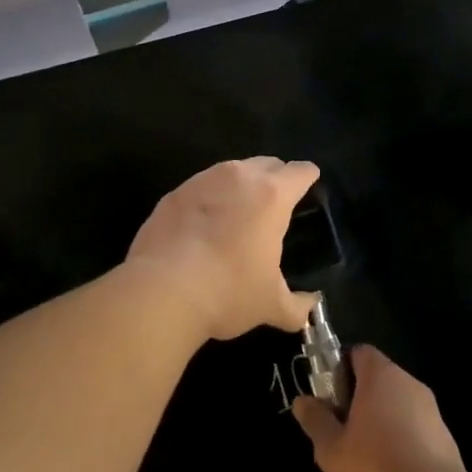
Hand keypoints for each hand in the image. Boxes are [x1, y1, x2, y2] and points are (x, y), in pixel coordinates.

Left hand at [125, 157, 321, 342]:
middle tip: (275, 204)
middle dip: (275, 178)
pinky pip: (200, 188)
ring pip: (231, 172)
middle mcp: (238, 177)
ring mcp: (201, 181)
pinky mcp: (173, 194)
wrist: (161, 290)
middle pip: (266, 163)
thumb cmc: (228, 292)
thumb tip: (309, 308)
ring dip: (240, 186)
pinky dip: (209, 200)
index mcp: (271, 195)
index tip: (309, 185)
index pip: (300, 172)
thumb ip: (297, 306)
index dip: (308, 177)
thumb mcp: (270, 305)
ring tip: (239, 214)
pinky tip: (204, 225)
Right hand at [294, 346, 471, 471]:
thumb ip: (316, 421)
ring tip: (362, 467)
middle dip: (356, 404)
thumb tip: (303, 401)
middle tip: (339, 437)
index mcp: (382, 377)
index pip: (359, 353)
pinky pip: (416, 435)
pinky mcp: (448, 444)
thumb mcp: (331, 451)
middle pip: (378, 382)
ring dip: (379, 427)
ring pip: (397, 410)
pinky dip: (401, 448)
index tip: (328, 401)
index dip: (339, 370)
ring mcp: (434, 415)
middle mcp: (411, 386)